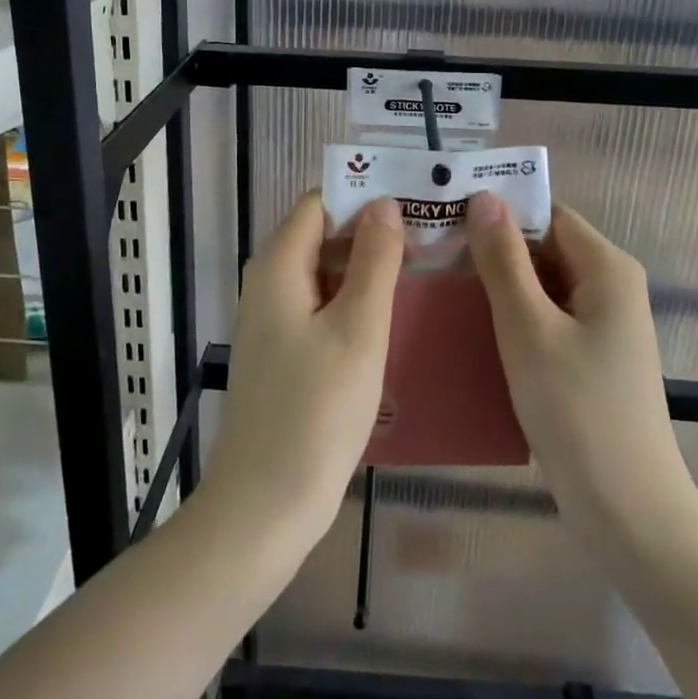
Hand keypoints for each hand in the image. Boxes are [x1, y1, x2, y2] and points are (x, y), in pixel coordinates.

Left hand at [204, 191, 403, 548]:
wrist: (265, 505)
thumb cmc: (316, 412)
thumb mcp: (357, 328)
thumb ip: (374, 261)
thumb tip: (384, 203)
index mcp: (278, 266)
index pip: (320, 202)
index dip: (364, 194)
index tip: (416, 199)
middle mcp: (268, 283)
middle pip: (322, 234)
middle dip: (372, 230)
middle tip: (432, 235)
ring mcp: (274, 319)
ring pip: (324, 272)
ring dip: (367, 266)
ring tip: (425, 267)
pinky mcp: (284, 351)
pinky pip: (321, 305)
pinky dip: (354, 300)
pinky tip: (393, 313)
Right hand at [465, 194, 697, 543]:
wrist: (627, 510)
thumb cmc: (576, 410)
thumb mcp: (528, 327)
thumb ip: (504, 260)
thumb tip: (485, 197)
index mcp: (607, 268)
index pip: (548, 215)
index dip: (501, 212)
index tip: (447, 217)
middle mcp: (611, 288)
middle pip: (546, 248)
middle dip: (494, 250)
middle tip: (433, 255)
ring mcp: (603, 326)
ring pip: (543, 286)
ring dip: (499, 286)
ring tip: (440, 287)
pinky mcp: (591, 359)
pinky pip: (547, 319)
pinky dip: (513, 318)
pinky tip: (471, 329)